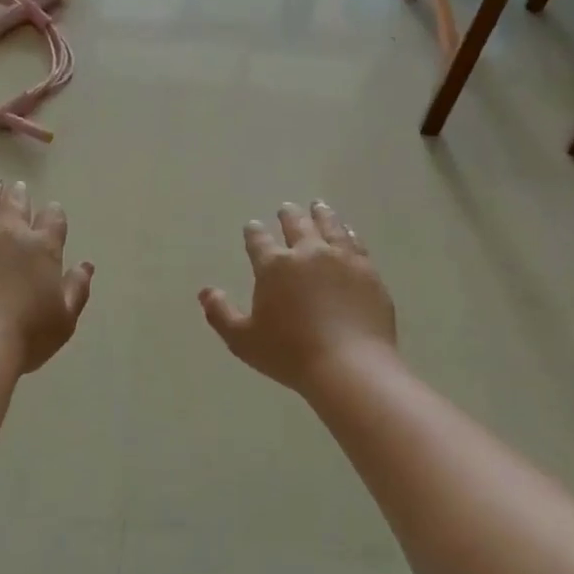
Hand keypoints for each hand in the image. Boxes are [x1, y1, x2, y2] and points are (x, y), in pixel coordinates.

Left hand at [0, 177, 94, 373]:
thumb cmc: (25, 335)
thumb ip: (77, 288)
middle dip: (19, 194)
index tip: (52, 211)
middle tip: (18, 187)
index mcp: (42, 247)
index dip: (54, 214)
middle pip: (16, 203)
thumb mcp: (64, 319)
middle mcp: (9, 231)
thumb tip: (86, 265)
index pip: (53, 219)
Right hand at [199, 200, 396, 395]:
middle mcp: (307, 253)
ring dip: (320, 215)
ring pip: (329, 227)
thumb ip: (221, 313)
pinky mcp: (368, 272)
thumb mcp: (243, 340)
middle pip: (296, 225)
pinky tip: (347, 232)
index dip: (254, 233)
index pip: (259, 241)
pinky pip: (356, 244)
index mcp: (274, 266)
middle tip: (286, 208)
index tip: (252, 226)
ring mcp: (342, 260)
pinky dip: (348, 234)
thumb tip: (205, 292)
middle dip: (288, 216)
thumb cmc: (290, 354)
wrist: (350, 366)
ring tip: (318, 206)